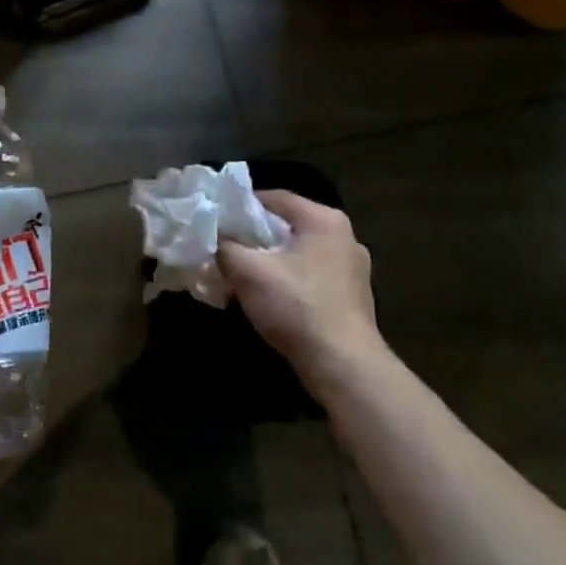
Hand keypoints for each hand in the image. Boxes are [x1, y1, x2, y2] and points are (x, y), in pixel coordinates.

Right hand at [219, 191, 381, 389]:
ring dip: (271, 261)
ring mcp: (353, 268)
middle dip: (255, 236)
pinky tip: (271, 299)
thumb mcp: (248, 272)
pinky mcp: (353, 297)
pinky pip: (312, 277)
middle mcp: (344, 236)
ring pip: (299, 253)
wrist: (343, 366)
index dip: (241, 206)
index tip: (217, 220)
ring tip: (242, 276)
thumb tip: (212, 236)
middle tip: (225, 248)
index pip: (274, 198)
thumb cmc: (297, 307)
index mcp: (324, 219)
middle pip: (287, 226)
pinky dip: (289, 281)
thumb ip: (225, 246)